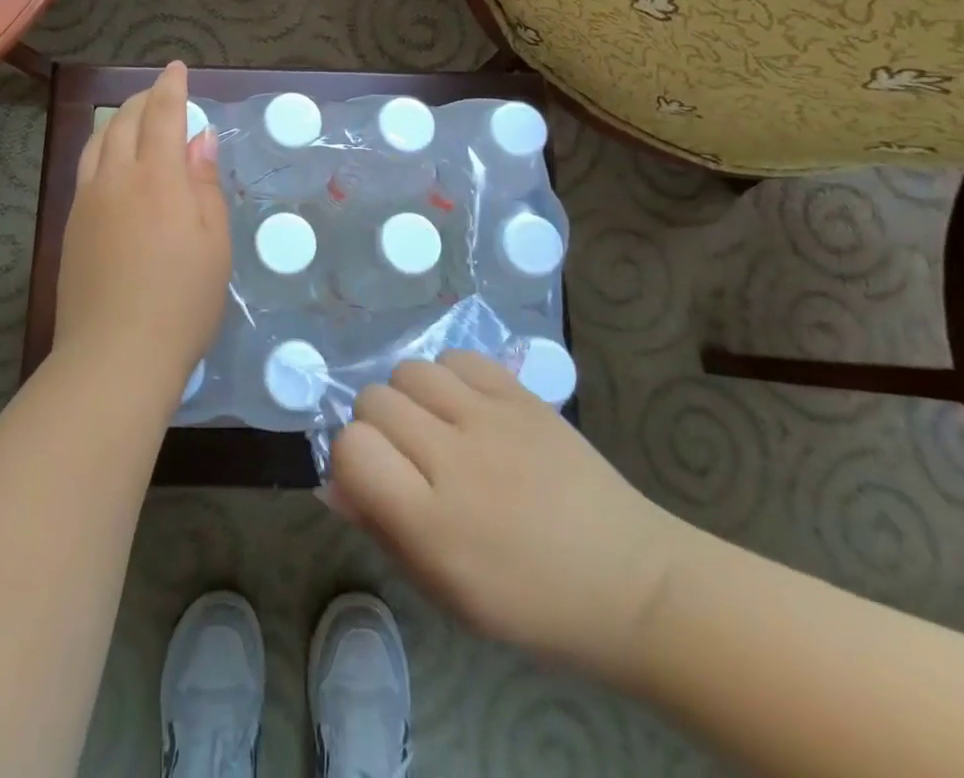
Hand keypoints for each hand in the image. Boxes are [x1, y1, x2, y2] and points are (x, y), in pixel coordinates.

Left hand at [52, 62, 229, 401]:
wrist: (115, 354)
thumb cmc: (182, 299)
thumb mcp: (214, 242)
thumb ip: (204, 184)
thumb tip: (198, 140)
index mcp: (157, 177)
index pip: (163, 114)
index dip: (171, 87)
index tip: (177, 68)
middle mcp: (115, 178)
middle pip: (124, 121)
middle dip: (144, 99)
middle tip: (162, 94)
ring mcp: (87, 202)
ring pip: (98, 142)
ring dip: (119, 120)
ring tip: (135, 120)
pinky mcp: (72, 226)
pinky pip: (86, 168)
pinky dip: (103, 148)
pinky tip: (113, 163)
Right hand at [323, 351, 696, 688]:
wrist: (631, 582)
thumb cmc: (532, 605)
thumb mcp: (446, 593)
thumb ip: (382, 530)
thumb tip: (332, 482)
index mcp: (433, 525)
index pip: (352, 448)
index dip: (350, 457)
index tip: (372, 476)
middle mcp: (457, 461)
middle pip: (375, 400)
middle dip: (376, 425)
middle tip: (407, 456)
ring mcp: (493, 420)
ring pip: (410, 369)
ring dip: (410, 397)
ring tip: (437, 426)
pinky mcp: (523, 395)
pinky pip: (459, 357)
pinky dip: (450, 377)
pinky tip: (468, 407)